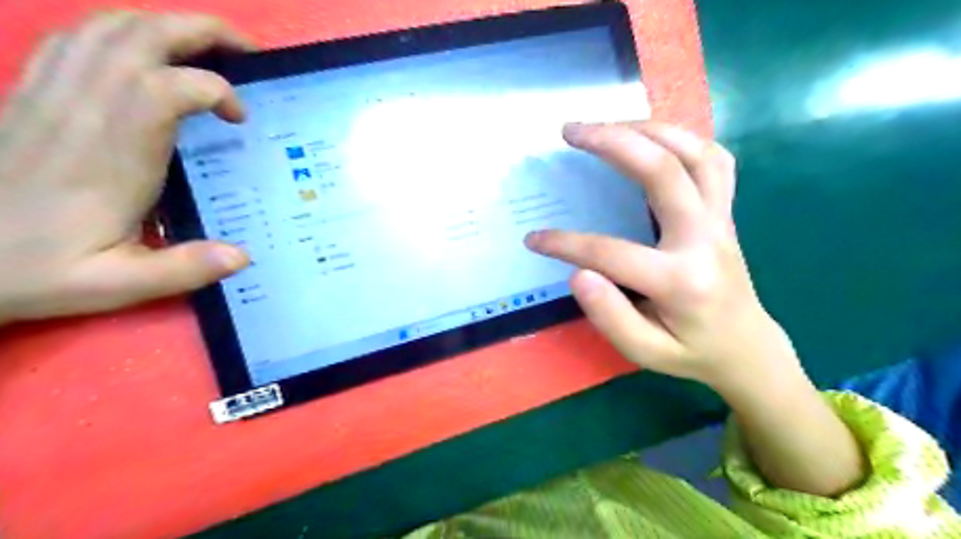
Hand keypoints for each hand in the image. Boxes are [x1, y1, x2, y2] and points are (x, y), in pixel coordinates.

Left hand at [1, 13, 254, 324]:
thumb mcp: (116, 285)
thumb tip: (243, 256)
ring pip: (108, 28)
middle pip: (140, 37)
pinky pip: (77, 39)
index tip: (239, 119)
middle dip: (203, 31)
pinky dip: (121, 32)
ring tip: (207, 46)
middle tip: (247, 51)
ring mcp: (50, 95)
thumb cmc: (36, 269)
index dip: (214, 89)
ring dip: (166, 25)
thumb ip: (184, 269)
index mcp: (111, 156)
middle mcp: (81, 111)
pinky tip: (145, 53)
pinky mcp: (33, 93)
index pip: (166, 89)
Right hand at [523, 121, 801, 391]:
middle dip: (613, 142)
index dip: (566, 244)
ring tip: (607, 124)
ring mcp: (722, 220)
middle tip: (571, 131)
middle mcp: (705, 239)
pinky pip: (714, 160)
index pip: (611, 252)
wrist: (746, 347)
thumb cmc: (691, 352)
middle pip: (664, 171)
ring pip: (695, 152)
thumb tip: (578, 274)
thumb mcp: (646, 353)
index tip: (534, 239)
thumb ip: (611, 317)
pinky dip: (683, 139)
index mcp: (681, 281)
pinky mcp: (726, 212)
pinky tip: (652, 138)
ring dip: (649, 128)